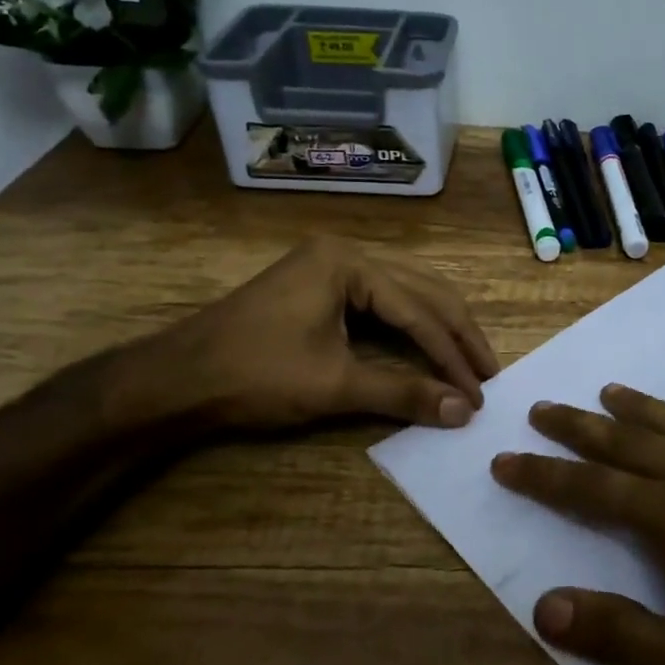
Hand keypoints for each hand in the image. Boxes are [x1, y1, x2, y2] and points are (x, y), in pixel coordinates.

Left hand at [144, 237, 498, 431]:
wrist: (176, 380)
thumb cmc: (255, 375)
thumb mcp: (334, 385)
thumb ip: (403, 392)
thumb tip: (464, 412)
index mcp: (348, 263)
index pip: (417, 310)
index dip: (451, 354)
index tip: (479, 391)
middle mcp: (345, 252)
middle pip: (420, 290)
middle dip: (455, 333)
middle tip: (488, 372)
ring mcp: (329, 266)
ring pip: (404, 291)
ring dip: (436, 327)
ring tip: (467, 360)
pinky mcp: (319, 285)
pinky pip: (381, 300)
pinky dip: (408, 325)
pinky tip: (427, 344)